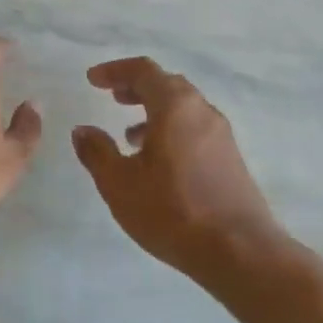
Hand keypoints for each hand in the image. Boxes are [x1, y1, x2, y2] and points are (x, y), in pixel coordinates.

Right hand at [72, 57, 284, 277]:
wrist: (240, 252)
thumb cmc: (173, 211)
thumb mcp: (119, 184)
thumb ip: (97, 152)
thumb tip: (82, 130)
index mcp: (175, 107)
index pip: (143, 70)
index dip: (115, 70)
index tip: (92, 80)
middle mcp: (202, 111)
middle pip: (167, 84)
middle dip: (136, 86)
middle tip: (113, 97)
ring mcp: (221, 135)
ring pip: (183, 107)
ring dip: (154, 110)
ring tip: (129, 135)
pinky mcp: (230, 158)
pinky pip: (195, 128)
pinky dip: (171, 129)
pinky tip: (157, 161)